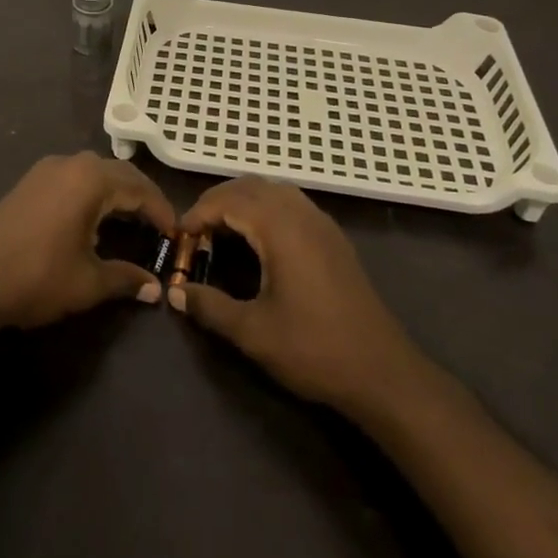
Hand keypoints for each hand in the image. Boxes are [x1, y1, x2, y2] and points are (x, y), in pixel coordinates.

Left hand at [0, 153, 175, 333]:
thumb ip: (126, 278)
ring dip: (117, 192)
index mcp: (91, 180)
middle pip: (120, 173)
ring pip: (95, 172)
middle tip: (159, 226)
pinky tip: (94, 218)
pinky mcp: (30, 181)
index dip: (162, 211)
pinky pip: (74, 177)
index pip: (140, 188)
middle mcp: (71, 164)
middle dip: (143, 197)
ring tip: (131, 221)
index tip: (177, 234)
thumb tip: (156, 288)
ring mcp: (47, 169)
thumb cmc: (35, 277)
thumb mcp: (87, 283)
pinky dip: (94, 192)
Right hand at [173, 178, 427, 415]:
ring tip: (221, 232)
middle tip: (195, 232)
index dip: (198, 213)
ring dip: (243, 202)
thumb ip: (210, 307)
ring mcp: (321, 223)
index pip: (229, 200)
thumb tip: (175, 293)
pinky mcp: (333, 238)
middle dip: (218, 201)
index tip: (178, 237)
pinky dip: (265, 209)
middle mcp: (301, 213)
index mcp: (280, 227)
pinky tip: (258, 242)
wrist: (382, 371)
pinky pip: (291, 204)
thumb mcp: (253, 333)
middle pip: (250, 186)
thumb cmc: (314, 349)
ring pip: (273, 191)